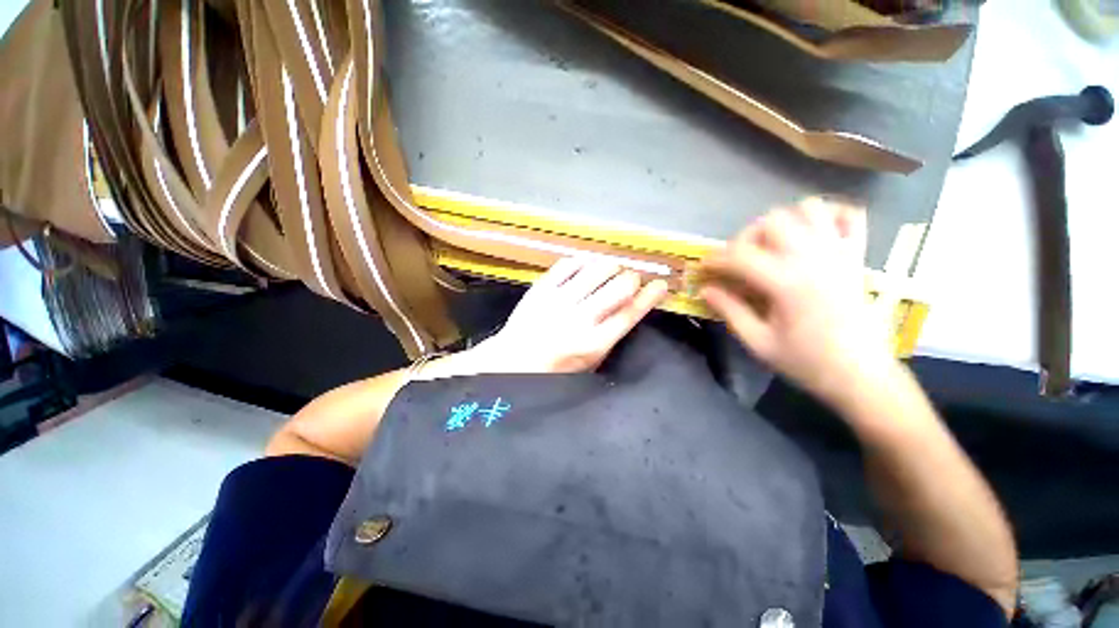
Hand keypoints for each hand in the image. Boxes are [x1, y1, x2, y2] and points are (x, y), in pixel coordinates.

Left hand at [477, 258, 668, 373]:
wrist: (514, 361)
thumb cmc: (556, 368)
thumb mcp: (589, 362)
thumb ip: (611, 336)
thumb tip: (632, 306)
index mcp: (594, 343)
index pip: (631, 313)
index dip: (651, 296)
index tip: (660, 285)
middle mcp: (579, 319)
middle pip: (619, 287)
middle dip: (631, 278)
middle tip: (629, 279)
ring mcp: (558, 301)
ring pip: (597, 270)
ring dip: (610, 266)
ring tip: (610, 270)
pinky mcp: (541, 288)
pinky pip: (568, 264)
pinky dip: (583, 261)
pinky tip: (586, 266)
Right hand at [699, 198, 893, 405]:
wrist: (862, 376)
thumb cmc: (807, 362)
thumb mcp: (758, 342)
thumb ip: (730, 310)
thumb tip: (705, 289)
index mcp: (787, 282)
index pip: (740, 255)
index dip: (714, 259)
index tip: (703, 269)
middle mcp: (814, 258)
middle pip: (772, 221)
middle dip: (746, 237)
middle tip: (739, 261)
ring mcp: (840, 252)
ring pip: (808, 208)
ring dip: (783, 222)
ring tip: (772, 246)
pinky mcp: (857, 256)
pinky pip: (849, 215)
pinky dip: (828, 216)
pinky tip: (812, 235)